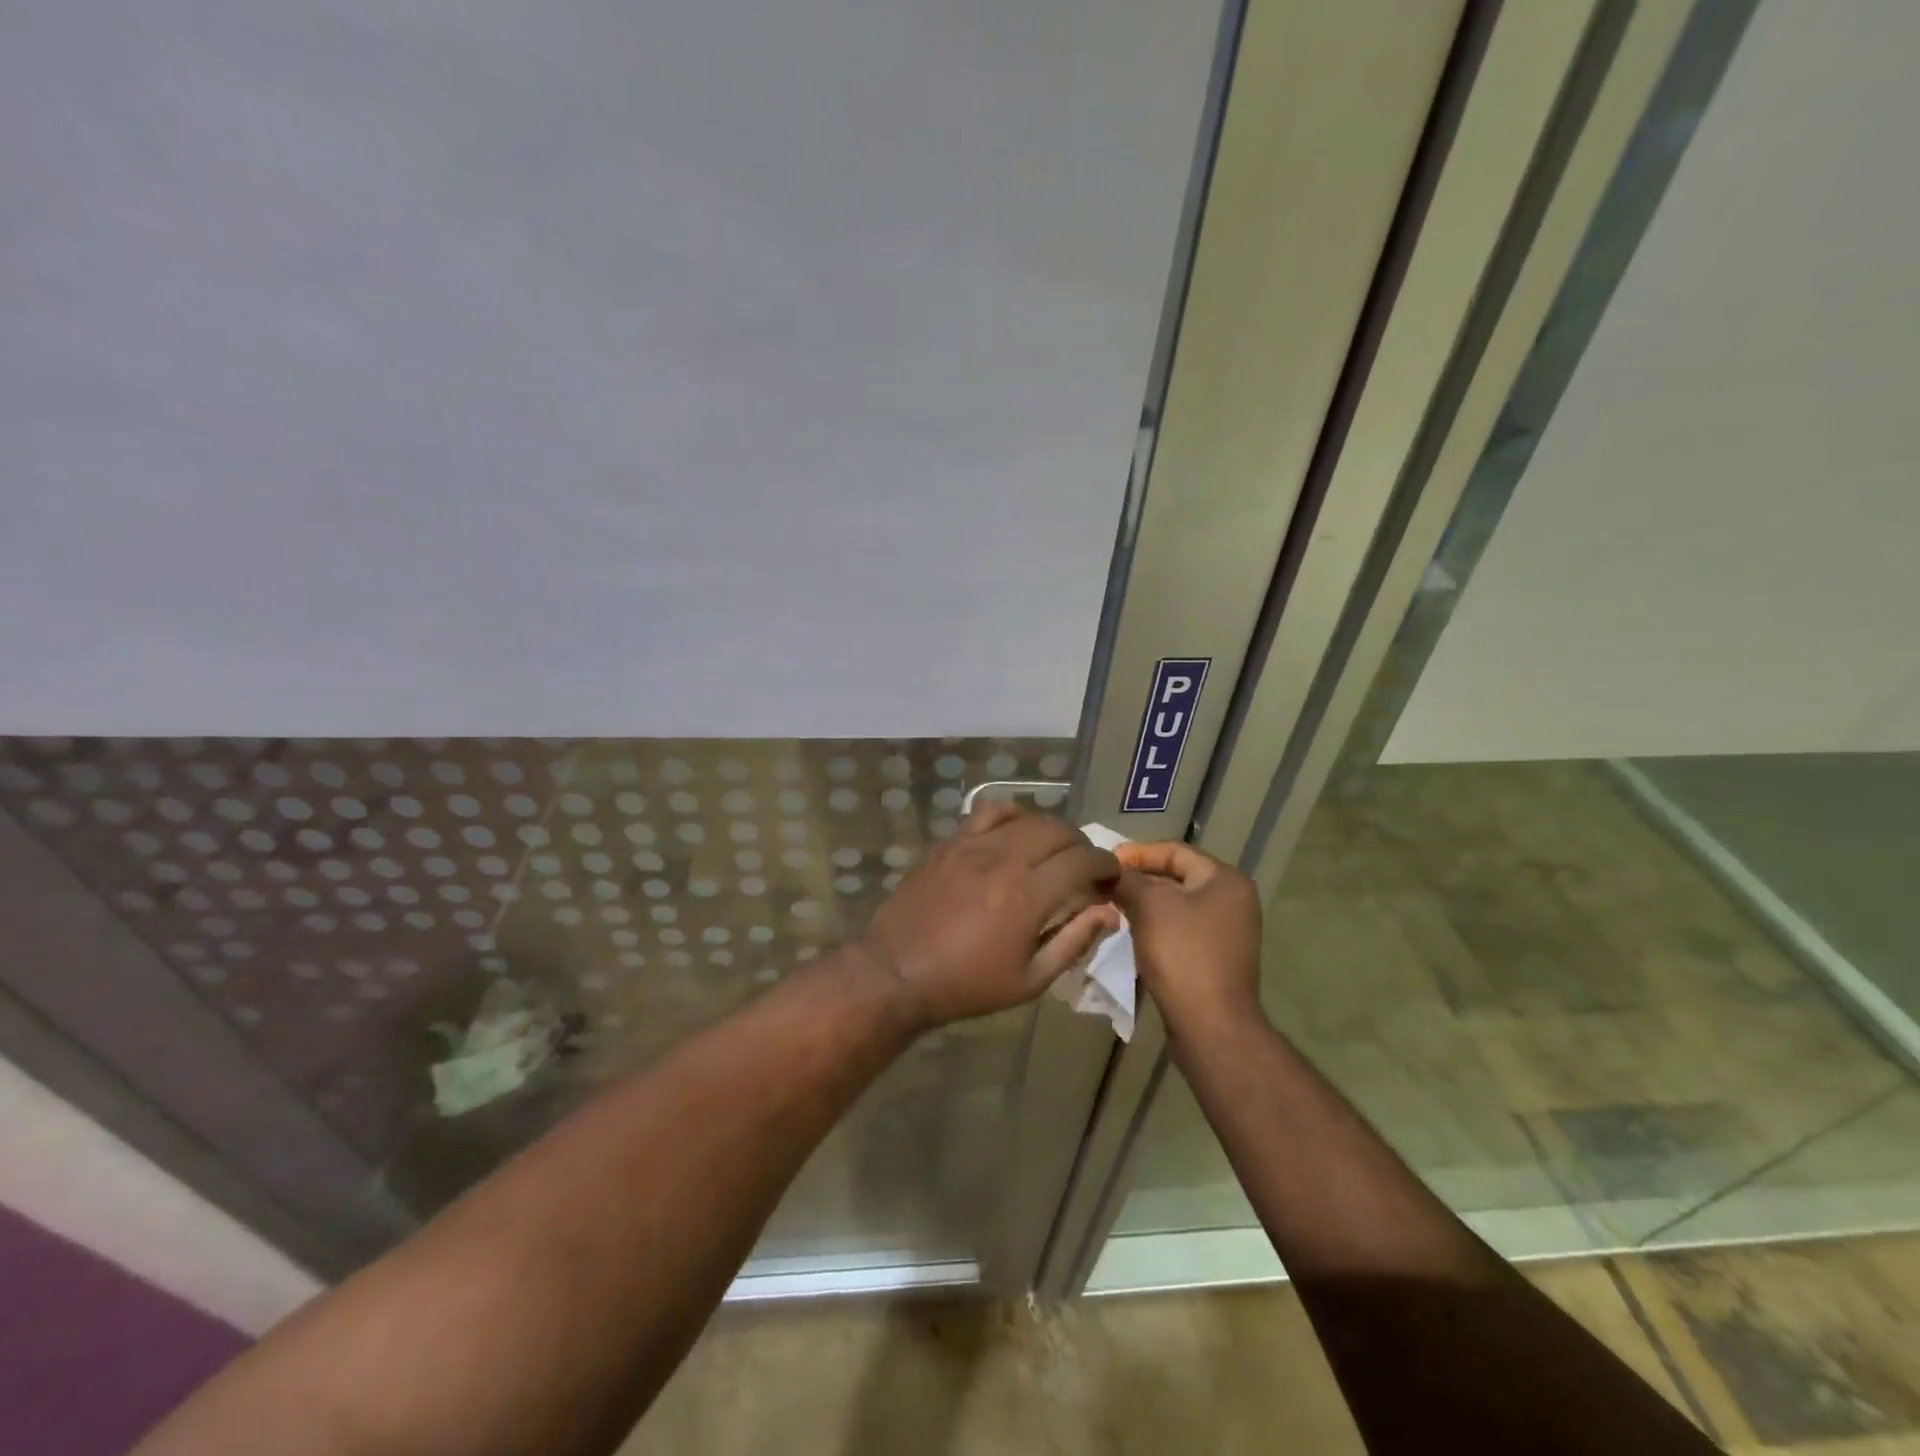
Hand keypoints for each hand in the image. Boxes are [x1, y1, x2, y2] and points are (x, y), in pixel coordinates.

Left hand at [858, 802, 1121, 1030]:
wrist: (897, 973)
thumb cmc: (966, 986)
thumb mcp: (1029, 981)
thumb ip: (1072, 942)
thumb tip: (1108, 913)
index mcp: (1028, 896)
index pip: (1082, 861)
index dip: (1105, 864)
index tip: (1111, 875)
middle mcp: (1003, 859)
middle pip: (1057, 830)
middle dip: (1081, 844)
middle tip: (1085, 865)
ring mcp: (972, 845)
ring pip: (1025, 816)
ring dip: (1049, 828)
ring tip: (1053, 848)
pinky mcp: (949, 843)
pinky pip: (987, 813)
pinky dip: (1011, 815)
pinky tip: (1014, 832)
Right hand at [1114, 840, 1265, 1041]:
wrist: (1210, 1026)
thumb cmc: (1183, 954)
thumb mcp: (1150, 906)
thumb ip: (1127, 879)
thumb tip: (1107, 869)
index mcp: (1225, 880)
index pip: (1174, 851)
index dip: (1136, 853)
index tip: (1103, 862)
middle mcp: (1232, 901)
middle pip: (1175, 877)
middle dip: (1137, 879)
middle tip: (1102, 883)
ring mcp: (1225, 932)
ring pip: (1175, 905)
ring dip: (1142, 903)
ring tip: (1108, 905)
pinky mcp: (1214, 958)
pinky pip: (1178, 930)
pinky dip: (1153, 926)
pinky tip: (1127, 931)